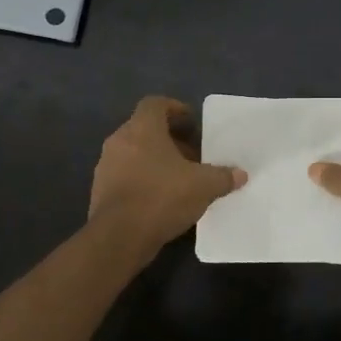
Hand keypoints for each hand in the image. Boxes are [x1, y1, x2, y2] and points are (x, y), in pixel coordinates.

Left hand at [88, 96, 245, 257]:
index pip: (155, 104)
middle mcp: (119, 141)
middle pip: (146, 129)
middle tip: (193, 156)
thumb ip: (223, 177)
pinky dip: (144, 180)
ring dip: (156, 161)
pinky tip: (162, 199)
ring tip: (180, 179)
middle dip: (171, 140)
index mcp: (142, 129)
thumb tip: (240, 174)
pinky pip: (126, 176)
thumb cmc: (162, 197)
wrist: (119, 237)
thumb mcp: (203, 186)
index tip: (192, 124)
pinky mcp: (100, 191)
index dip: (175, 109)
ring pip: (135, 154)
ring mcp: (106, 166)